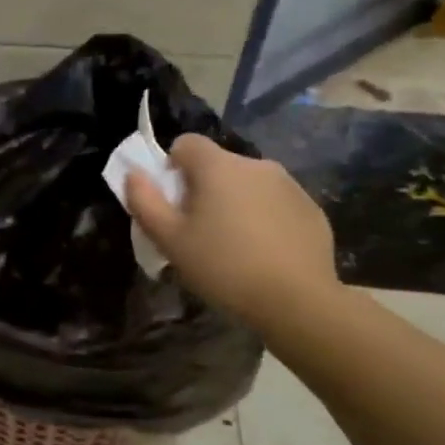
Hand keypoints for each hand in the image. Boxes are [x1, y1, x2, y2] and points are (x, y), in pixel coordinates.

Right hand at [124, 134, 338, 324]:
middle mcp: (256, 164)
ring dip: (236, 202)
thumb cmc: (223, 266)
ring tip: (234, 245)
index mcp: (218, 167)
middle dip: (204, 189)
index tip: (174, 201)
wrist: (297, 301)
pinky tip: (264, 253)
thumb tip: (133, 174)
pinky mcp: (311, 209)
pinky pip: (276, 203)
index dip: (172, 167)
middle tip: (199, 231)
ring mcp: (289, 185)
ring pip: (248, 184)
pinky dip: (265, 218)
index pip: (186, 143)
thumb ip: (144, 201)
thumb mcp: (169, 240)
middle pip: (218, 165)